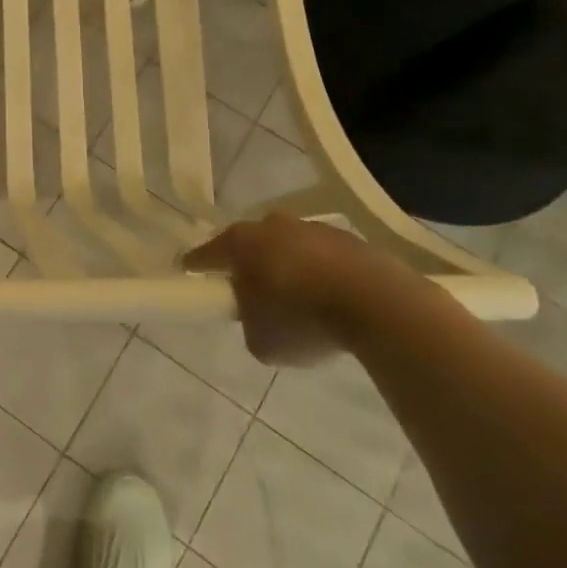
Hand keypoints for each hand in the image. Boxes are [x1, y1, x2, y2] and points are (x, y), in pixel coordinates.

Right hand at [182, 214, 422, 366]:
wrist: (379, 305)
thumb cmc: (303, 320)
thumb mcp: (261, 341)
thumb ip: (249, 324)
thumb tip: (258, 316)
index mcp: (240, 243)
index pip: (206, 254)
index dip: (195, 266)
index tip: (187, 272)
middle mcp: (271, 226)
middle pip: (249, 245)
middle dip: (247, 265)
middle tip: (251, 293)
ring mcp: (313, 228)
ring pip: (288, 247)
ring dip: (288, 268)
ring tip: (298, 301)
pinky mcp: (350, 240)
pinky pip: (323, 258)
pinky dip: (321, 274)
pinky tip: (331, 300)